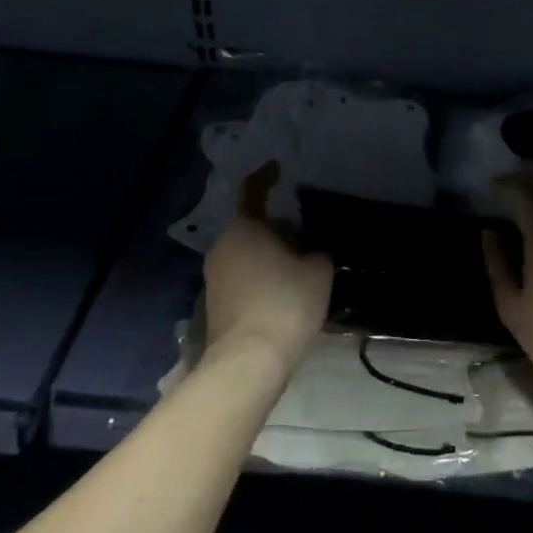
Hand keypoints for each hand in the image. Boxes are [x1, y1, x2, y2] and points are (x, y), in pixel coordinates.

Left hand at [202, 163, 332, 372]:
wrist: (248, 363)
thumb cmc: (285, 303)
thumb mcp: (318, 269)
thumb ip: (317, 249)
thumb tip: (311, 246)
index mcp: (245, 228)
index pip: (253, 191)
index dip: (266, 177)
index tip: (277, 168)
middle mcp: (223, 247)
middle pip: (252, 226)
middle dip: (278, 227)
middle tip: (306, 234)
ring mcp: (214, 278)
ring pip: (247, 253)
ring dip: (270, 254)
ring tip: (300, 266)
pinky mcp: (215, 305)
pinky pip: (243, 277)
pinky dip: (262, 276)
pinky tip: (285, 292)